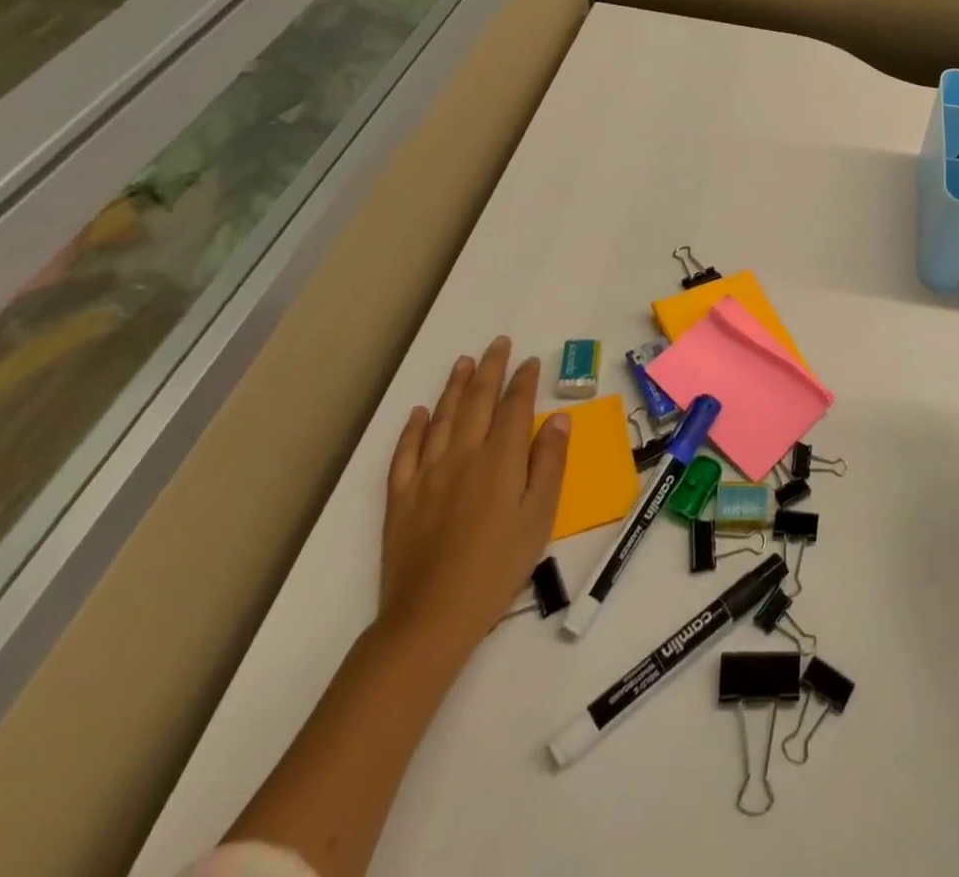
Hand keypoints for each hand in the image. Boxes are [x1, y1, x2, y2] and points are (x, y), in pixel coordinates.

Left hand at [380, 336, 570, 656]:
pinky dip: (413, 428)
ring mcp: (427, 474)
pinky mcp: (401, 496)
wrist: (433, 615)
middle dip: (489, 369)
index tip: (530, 360)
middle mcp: (462, 455)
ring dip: (453, 387)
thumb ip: (549, 462)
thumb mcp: (540, 515)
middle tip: (497, 344)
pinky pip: (405, 451)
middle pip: (476, 401)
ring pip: (441, 418)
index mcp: (500, 459)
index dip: (523, 380)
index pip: (514, 407)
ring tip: (463, 362)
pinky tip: (420, 413)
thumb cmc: (499, 565)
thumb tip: (558, 418)